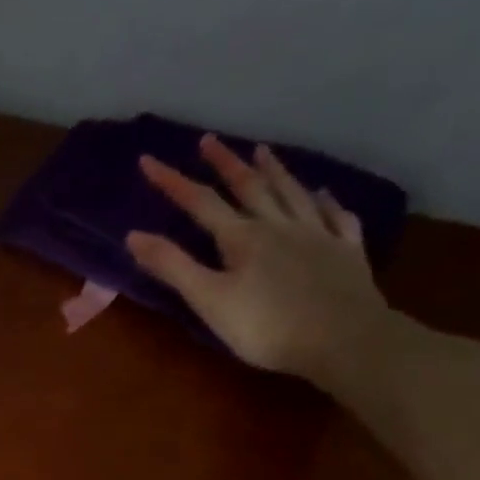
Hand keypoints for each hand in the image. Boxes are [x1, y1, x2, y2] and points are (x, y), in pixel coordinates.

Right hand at [127, 136, 393, 378]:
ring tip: (262, 151)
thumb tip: (134, 235)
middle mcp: (279, 225)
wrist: (341, 338)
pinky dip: (327, 202)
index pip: (201, 203)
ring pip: (291, 193)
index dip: (173, 182)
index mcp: (242, 238)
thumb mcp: (210, 301)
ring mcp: (317, 234)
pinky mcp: (345, 252)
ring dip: (274, 171)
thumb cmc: (266, 327)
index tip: (149, 160)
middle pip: (249, 187)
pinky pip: (335, 217)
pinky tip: (323, 194)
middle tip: (209, 140)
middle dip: (225, 163)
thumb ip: (173, 268)